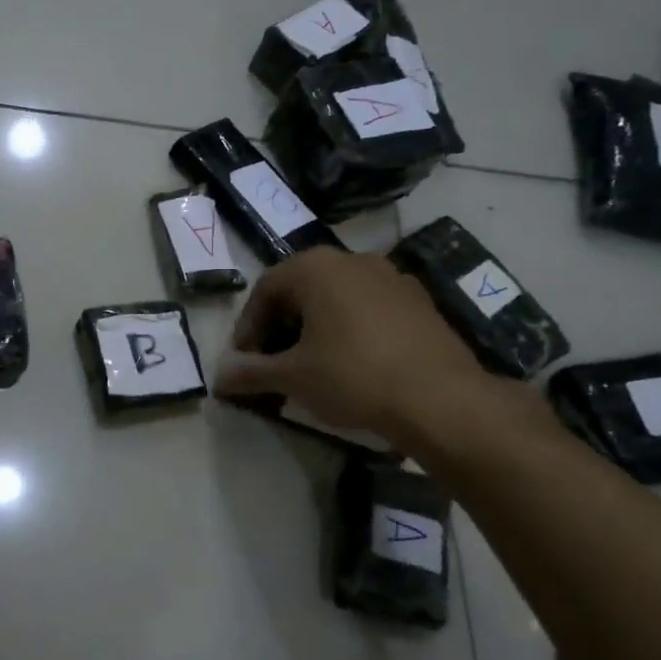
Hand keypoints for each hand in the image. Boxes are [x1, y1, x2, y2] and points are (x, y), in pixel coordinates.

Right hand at [215, 248, 522, 454]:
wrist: (441, 399)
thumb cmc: (353, 376)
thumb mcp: (291, 377)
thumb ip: (249, 372)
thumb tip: (219, 377)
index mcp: (317, 267)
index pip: (265, 289)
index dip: (247, 327)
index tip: (244, 361)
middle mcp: (353, 260)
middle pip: (300, 290)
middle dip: (279, 327)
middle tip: (271, 364)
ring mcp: (392, 278)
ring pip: (336, 299)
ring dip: (313, 329)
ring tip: (308, 367)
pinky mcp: (419, 303)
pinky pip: (367, 310)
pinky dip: (347, 331)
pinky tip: (349, 366)